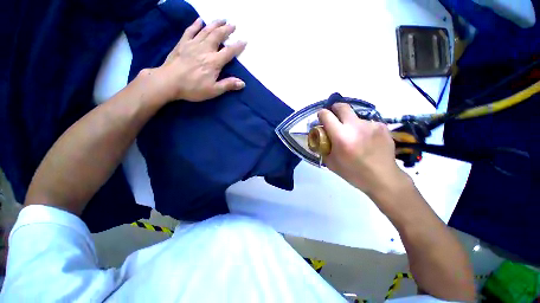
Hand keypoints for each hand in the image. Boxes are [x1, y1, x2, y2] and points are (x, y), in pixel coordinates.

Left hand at [151, 18, 246, 101]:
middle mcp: (205, 49)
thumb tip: (242, 83)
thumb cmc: (193, 88)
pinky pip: (190, 31)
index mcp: (214, 62)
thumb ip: (228, 85)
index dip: (237, 46)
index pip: (229, 52)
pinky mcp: (182, 43)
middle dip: (226, 30)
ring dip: (215, 24)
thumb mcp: (214, 90)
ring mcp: (193, 44)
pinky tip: (200, 20)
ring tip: (222, 19)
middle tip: (233, 24)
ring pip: (206, 31)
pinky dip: (195, 25)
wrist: (169, 82)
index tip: (244, 40)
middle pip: (217, 36)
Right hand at [318, 104, 409, 199]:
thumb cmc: (353, 172)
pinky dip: (362, 128)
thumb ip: (323, 147)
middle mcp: (355, 126)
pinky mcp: (382, 126)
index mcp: (341, 136)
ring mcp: (371, 125)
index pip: (326, 115)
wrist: (382, 178)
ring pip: (355, 116)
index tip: (321, 117)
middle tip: (334, 116)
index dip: (321, 114)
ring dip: (350, 122)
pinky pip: (367, 123)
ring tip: (354, 136)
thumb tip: (320, 136)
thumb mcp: (331, 162)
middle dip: (335, 108)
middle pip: (342, 107)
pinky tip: (365, 140)